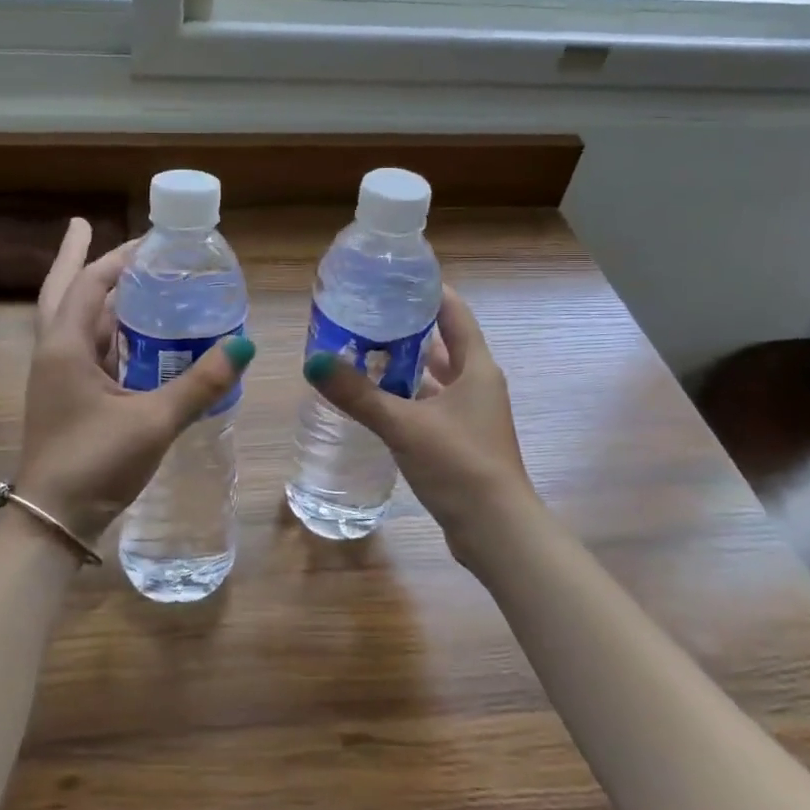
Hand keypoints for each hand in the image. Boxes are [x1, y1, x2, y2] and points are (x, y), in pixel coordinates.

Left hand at [12, 219, 255, 549]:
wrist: (54, 521)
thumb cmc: (95, 463)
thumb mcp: (154, 421)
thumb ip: (199, 384)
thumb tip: (243, 347)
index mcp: (65, 347)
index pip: (88, 284)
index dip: (118, 257)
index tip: (150, 239)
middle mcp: (54, 352)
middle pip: (62, 290)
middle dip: (75, 257)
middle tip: (84, 224)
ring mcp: (57, 376)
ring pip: (73, 319)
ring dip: (94, 294)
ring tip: (125, 274)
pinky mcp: (67, 396)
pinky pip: (86, 348)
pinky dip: (106, 329)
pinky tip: (132, 332)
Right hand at [303, 285, 537, 562]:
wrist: (496, 531)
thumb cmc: (459, 465)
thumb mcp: (404, 425)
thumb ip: (358, 394)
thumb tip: (313, 362)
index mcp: (476, 367)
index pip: (453, 312)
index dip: (427, 291)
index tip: (392, 277)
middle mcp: (478, 383)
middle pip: (442, 342)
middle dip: (406, 328)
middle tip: (365, 314)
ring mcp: (470, 413)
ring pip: (434, 376)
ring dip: (403, 364)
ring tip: (362, 350)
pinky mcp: (460, 440)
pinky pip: (429, 404)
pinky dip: (405, 396)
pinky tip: (375, 398)